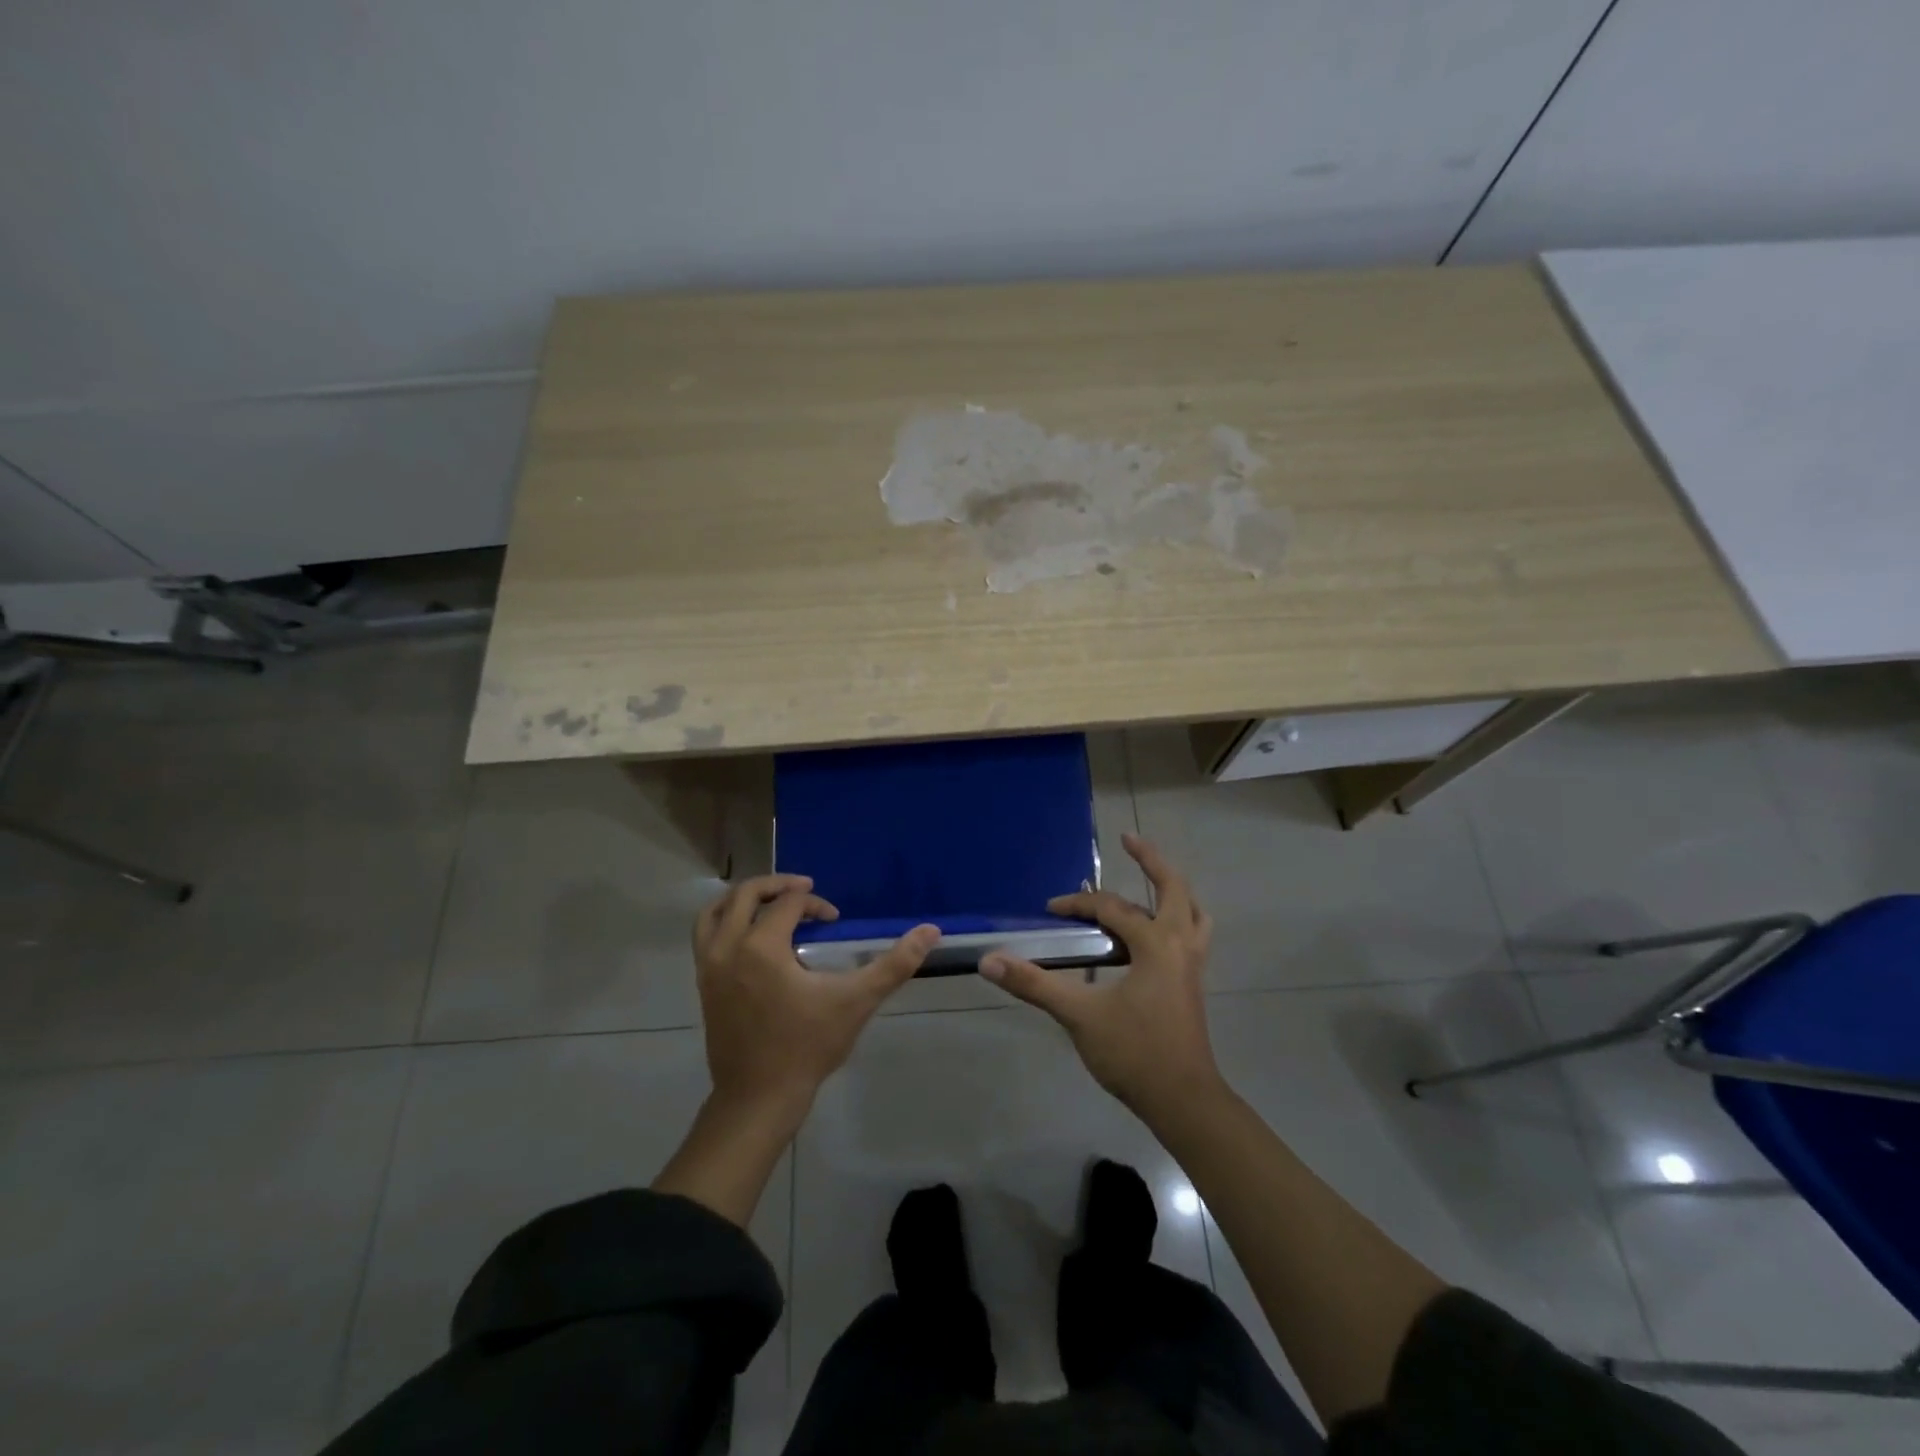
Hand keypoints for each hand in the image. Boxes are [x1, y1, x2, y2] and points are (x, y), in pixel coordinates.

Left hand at [693, 874, 939, 1117]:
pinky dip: (725, 922)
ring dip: (742, 899)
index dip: (814, 904)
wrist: (758, 1098)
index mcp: (761, 946)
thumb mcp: (856, 1001)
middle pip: (745, 894)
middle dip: (777, 886)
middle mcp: (727, 948)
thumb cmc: (807, 1047)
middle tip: (805, 889)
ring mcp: (709, 967)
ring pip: (715, 912)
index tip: (834, 921)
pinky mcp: (703, 984)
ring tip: (770, 902)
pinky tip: (750, 937)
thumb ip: (894, 964)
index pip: (788, 903)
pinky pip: (706, 935)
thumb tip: (931, 931)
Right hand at [980, 834, 1219, 1115]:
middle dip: (1151, 860)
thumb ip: (1034, 984)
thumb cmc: (1135, 1053)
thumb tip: (989, 961)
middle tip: (1129, 840)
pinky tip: (1153, 935)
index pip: (1112, 909)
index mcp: (1157, 944)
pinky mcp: (1193, 984)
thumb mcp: (1080, 1016)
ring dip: (1172, 891)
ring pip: (1192, 912)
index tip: (1051, 910)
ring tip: (1151, 881)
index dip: (1078, 904)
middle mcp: (1181, 945)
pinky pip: (1191, 935)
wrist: (1183, 1101)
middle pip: (1174, 888)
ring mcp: (1193, 965)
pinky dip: (1175, 919)